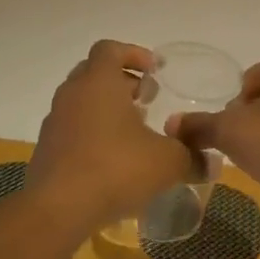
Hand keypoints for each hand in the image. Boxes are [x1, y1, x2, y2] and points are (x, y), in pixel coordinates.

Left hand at [27, 40, 194, 234]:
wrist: (57, 209)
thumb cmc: (116, 169)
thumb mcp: (167, 162)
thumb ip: (192, 157)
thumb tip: (212, 163)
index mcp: (98, 82)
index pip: (110, 49)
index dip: (134, 54)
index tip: (155, 71)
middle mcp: (72, 94)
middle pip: (95, 73)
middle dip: (123, 81)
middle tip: (147, 99)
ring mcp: (55, 122)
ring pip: (82, 102)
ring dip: (107, 109)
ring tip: (133, 132)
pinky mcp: (47, 150)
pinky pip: (73, 129)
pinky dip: (93, 133)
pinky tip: (113, 160)